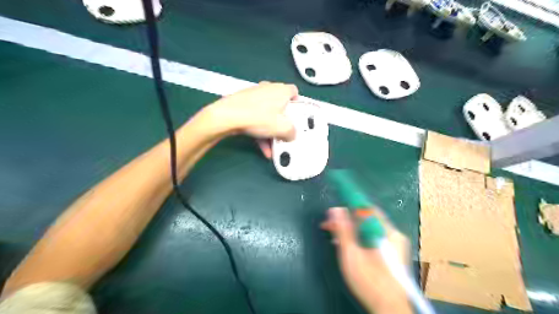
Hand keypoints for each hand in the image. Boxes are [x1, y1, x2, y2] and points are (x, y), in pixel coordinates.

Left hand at [204, 82, 298, 145]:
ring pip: (267, 114)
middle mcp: (268, 89)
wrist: (228, 116)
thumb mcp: (283, 129)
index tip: (296, 115)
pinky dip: (260, 130)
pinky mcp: (243, 103)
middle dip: (282, 121)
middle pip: (280, 106)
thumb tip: (291, 135)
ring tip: (271, 146)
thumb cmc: (259, 117)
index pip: (294, 92)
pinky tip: (262, 146)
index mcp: (281, 91)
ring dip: (271, 130)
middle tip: (283, 133)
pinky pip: (256, 117)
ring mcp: (254, 96)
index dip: (297, 103)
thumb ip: (292, 132)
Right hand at [321, 208, 411, 312]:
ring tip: (333, 236)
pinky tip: (346, 244)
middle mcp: (393, 234)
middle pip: (366, 218)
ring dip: (349, 229)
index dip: (349, 203)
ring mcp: (393, 243)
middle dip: (345, 219)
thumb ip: (343, 230)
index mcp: (387, 232)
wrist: (389, 308)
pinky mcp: (391, 251)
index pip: (367, 208)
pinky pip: (371, 236)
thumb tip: (335, 209)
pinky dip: (358, 237)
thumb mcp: (351, 254)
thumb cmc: (369, 281)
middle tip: (328, 225)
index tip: (333, 207)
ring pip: (367, 228)